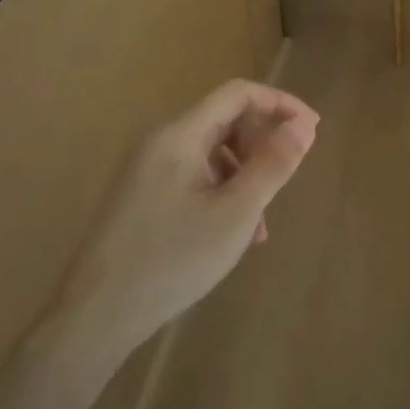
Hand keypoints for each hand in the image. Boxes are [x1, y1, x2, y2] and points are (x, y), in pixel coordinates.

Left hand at [51, 80, 318, 359]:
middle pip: (225, 120)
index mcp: (180, 135)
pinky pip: (194, 178)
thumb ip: (273, 164)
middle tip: (285, 180)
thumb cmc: (173, 259)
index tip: (312, 131)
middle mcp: (161, 142)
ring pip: (212, 153)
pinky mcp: (143, 197)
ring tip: (261, 223)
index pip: (238, 94)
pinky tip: (234, 234)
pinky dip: (222, 193)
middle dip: (262, 144)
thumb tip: (304, 125)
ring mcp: (148, 170)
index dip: (280, 104)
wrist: (97, 315)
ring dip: (246, 175)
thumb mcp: (236, 213)